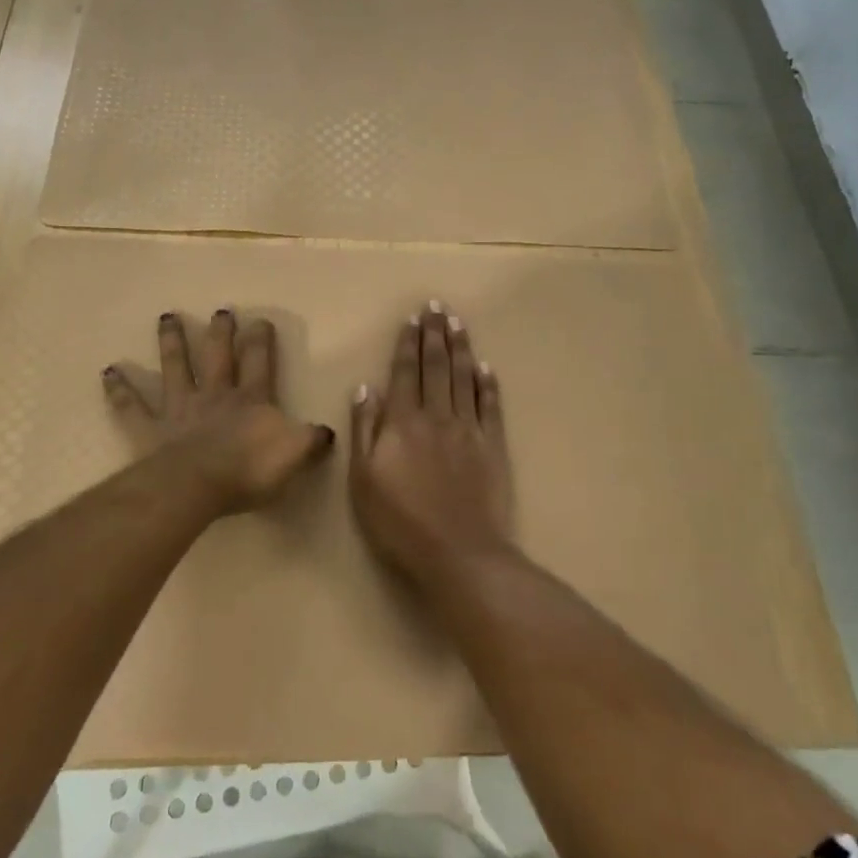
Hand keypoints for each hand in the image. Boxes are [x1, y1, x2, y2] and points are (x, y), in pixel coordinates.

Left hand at [103, 309, 334, 515]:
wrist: (199, 484)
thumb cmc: (250, 470)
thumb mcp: (295, 454)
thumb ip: (312, 440)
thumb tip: (327, 432)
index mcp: (251, 400)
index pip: (260, 363)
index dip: (261, 341)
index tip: (260, 320)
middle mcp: (215, 396)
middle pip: (218, 356)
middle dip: (220, 333)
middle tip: (220, 311)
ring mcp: (180, 410)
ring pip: (176, 368)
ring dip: (171, 343)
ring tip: (167, 317)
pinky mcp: (151, 429)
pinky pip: (133, 407)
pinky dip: (120, 389)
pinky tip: (108, 371)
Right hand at [350, 304, 514, 583]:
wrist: (459, 551)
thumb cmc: (400, 521)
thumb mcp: (364, 479)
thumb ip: (364, 429)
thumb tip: (366, 387)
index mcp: (403, 422)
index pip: (404, 373)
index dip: (407, 344)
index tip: (412, 319)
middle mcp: (437, 416)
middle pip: (436, 367)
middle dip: (434, 334)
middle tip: (437, 306)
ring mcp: (469, 429)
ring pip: (464, 378)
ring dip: (461, 348)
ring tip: (458, 322)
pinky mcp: (493, 446)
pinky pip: (491, 406)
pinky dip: (489, 384)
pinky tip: (487, 367)